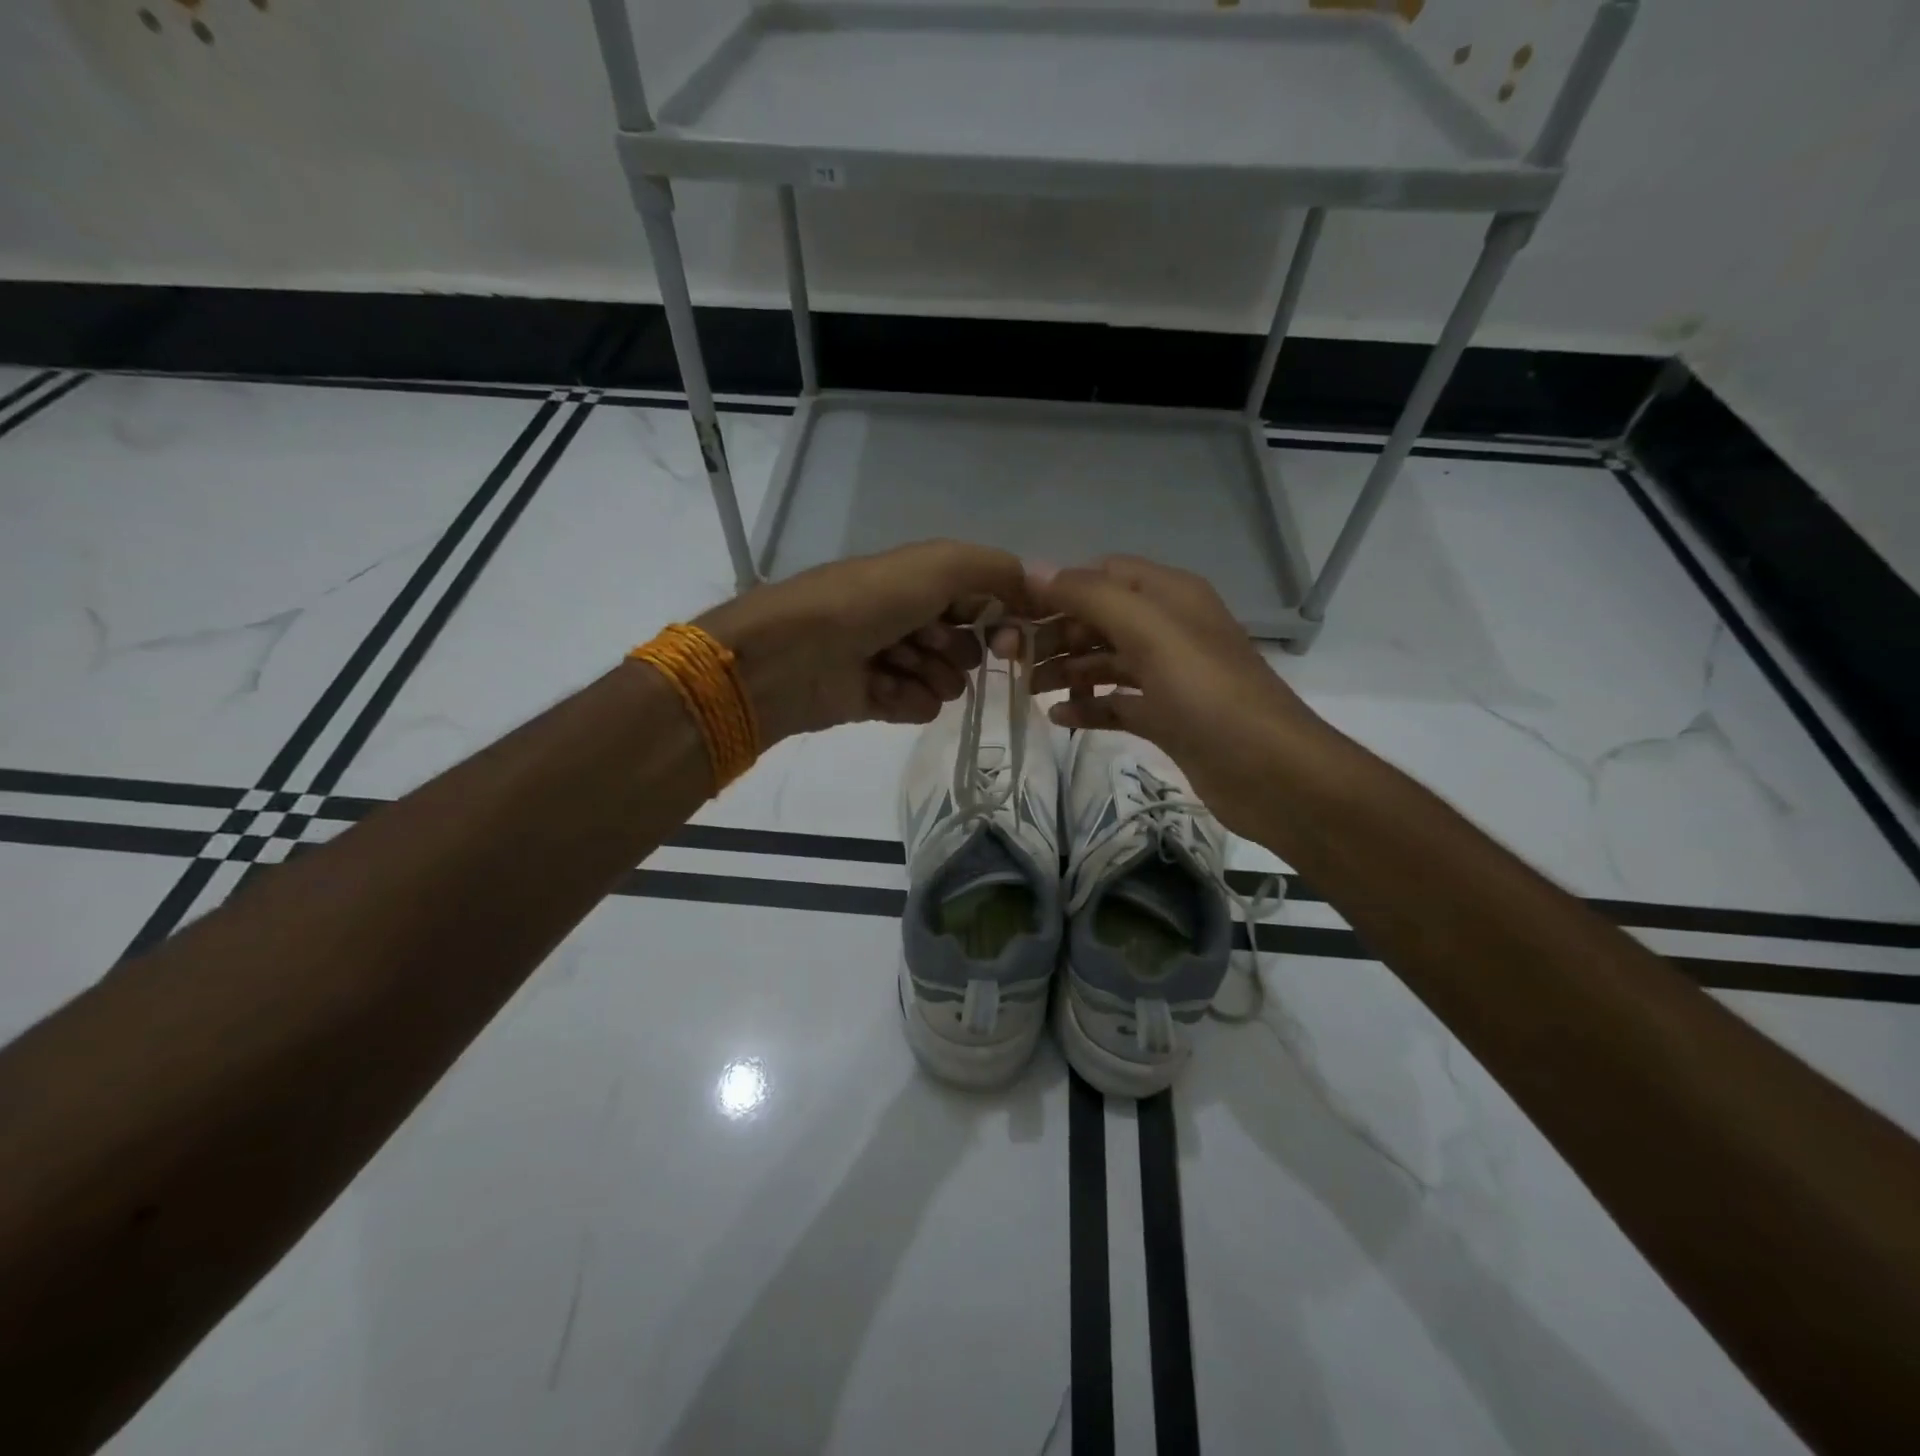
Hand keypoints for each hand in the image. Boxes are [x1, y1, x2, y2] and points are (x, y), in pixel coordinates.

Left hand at [698, 541, 1029, 742]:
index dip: (1004, 620)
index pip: (987, 602)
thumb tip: (1037, 591)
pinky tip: (878, 689)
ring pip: (948, 682)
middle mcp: (914, 617)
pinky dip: (905, 700)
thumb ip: (997, 571)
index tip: (1010, 637)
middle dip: (957, 649)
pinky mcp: (879, 699)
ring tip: (896, 666)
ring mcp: (895, 660)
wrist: (792, 653)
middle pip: (971, 647)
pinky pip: (920, 708)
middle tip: (929, 644)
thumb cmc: (869, 601)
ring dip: (929, 676)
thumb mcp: (940, 565)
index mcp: (925, 580)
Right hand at [1017, 556, 1331, 834]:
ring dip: (1065, 669)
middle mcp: (1168, 628)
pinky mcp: (1166, 717)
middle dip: (1055, 633)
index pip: (1102, 574)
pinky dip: (1088, 706)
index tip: (1013, 612)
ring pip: (1104, 661)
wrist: (1269, 772)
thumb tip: (1032, 568)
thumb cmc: (1207, 693)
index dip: (1058, 588)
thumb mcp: (1149, 631)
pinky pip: (1117, 703)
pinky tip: (1059, 718)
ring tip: (1026, 689)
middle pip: (1098, 619)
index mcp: (1169, 595)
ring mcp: (1168, 675)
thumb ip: (1091, 596)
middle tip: (1011, 658)